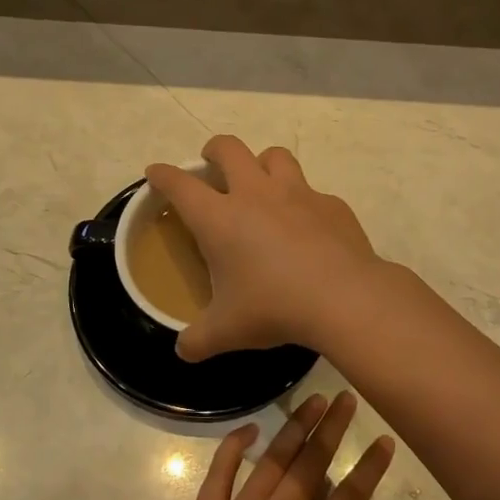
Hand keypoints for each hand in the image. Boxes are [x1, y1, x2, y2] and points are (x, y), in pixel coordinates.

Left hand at [142, 390, 396, 499]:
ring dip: (294, 428)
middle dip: (332, 430)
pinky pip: (219, 472)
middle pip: (310, 466)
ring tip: (313, 399)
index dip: (368, 469)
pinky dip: (233, 446)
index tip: (384, 440)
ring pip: (272, 461)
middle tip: (347, 397)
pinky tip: (250, 428)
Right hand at [146, 135, 384, 361]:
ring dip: (262, 163)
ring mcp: (298, 194)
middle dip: (214, 150)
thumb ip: (198, 340)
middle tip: (211, 163)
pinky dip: (303, 202)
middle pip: (229, 149)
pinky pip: (312, 191)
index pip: (180, 185)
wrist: (344, 297)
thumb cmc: (274, 307)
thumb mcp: (227, 331)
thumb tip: (182, 351)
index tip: (156, 173)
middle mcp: (255, 194)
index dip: (163, 175)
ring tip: (261, 183)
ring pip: (274, 156)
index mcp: (220, 218)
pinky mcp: (331, 204)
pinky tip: (308, 226)